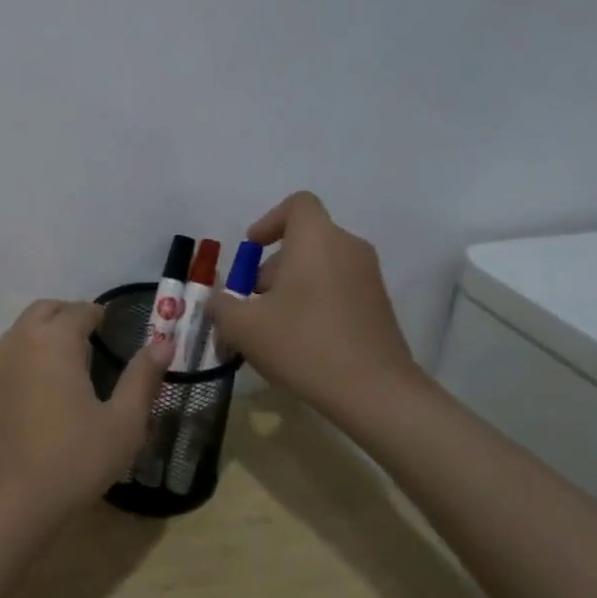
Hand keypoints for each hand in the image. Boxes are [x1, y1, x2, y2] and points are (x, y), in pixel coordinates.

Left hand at [0, 299, 171, 526]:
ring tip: (69, 359)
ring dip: (44, 331)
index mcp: (54, 341)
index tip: (114, 324)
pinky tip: (42, 387)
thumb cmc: (73, 460)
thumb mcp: (123, 423)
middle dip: (68, 314)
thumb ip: (142, 378)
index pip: (79, 310)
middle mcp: (20, 341)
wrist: (8, 501)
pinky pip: (8, 355)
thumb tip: (164, 343)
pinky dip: (27, 354)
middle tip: (92, 336)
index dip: (99, 313)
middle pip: (44, 310)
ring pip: (22, 329)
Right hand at [208, 192, 423, 417]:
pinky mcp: (378, 307)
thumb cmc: (303, 344)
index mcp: (317, 240)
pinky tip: (297, 342)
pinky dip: (313, 303)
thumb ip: (221, 305)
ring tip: (268, 329)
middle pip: (303, 241)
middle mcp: (348, 249)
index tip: (252, 249)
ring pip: (319, 267)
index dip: (269, 220)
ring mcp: (368, 279)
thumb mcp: (243, 326)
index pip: (297, 204)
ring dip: (289, 288)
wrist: (375, 393)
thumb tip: (218, 299)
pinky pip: (337, 290)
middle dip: (271, 268)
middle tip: (250, 303)